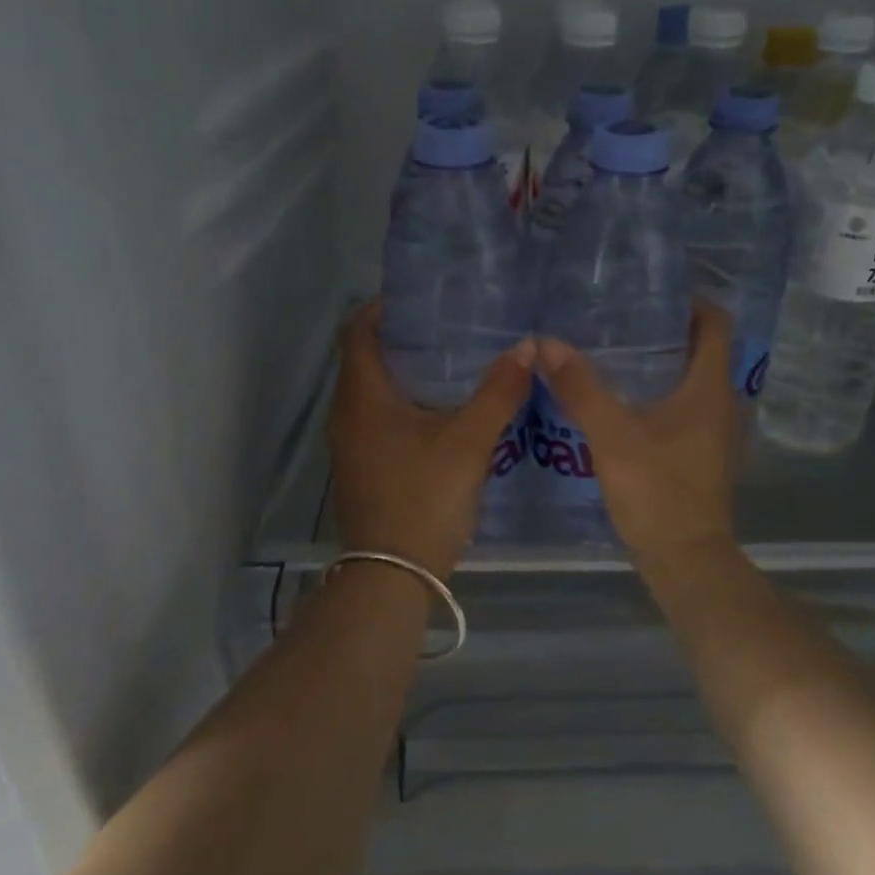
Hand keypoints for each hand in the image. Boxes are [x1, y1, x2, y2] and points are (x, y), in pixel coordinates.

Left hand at [328, 300, 535, 578]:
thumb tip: (527, 345)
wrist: (392, 576)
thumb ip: (499, 391)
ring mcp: (351, 445)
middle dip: (403, 339)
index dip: (384, 308)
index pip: (358, 331)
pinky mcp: (363, 468)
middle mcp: (347, 414)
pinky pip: (379, 419)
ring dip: (406, 373)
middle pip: (366, 359)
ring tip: (454, 362)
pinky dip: (405, 404)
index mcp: (363, 396)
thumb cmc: (424, 498)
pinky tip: (443, 412)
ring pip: (374, 392)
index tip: (422, 298)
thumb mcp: (469, 441)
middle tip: (450, 326)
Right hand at [535, 301, 740, 569]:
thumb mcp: (612, 435)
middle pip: (705, 349)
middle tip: (624, 318)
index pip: (716, 323)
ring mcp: (717, 431)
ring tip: (621, 353)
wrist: (685, 560)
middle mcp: (723, 403)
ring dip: (667, 363)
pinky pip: (689, 407)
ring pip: (696, 380)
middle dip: (670, 329)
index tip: (652, 293)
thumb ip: (580, 387)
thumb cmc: (657, 491)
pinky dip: (665, 393)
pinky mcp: (705, 454)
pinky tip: (628, 401)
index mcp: (710, 387)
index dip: (691, 301)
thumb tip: (545, 342)